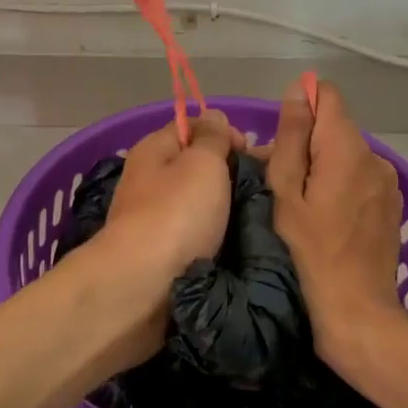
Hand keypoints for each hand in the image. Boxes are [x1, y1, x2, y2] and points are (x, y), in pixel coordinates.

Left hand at [91, 109, 241, 362]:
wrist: (141, 289)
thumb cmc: (175, 215)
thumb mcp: (201, 163)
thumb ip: (212, 138)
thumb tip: (214, 118)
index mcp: (153, 151)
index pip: (192, 127)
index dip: (225, 133)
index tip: (252, 153)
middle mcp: (150, 181)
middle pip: (197, 167)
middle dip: (231, 174)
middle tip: (267, 189)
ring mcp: (154, 220)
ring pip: (199, 204)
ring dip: (227, 209)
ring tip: (261, 218)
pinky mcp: (162, 256)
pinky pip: (196, 235)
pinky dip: (216, 237)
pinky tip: (240, 244)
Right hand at [263, 80, 407, 360]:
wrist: (357, 311)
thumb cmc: (309, 251)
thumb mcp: (286, 192)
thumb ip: (292, 137)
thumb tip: (298, 92)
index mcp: (347, 147)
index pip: (328, 95)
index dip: (302, 106)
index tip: (282, 139)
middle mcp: (374, 156)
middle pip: (335, 128)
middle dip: (307, 143)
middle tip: (279, 182)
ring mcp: (388, 181)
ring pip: (347, 154)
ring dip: (323, 166)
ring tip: (301, 204)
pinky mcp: (392, 204)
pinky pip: (360, 177)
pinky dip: (341, 185)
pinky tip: (327, 218)